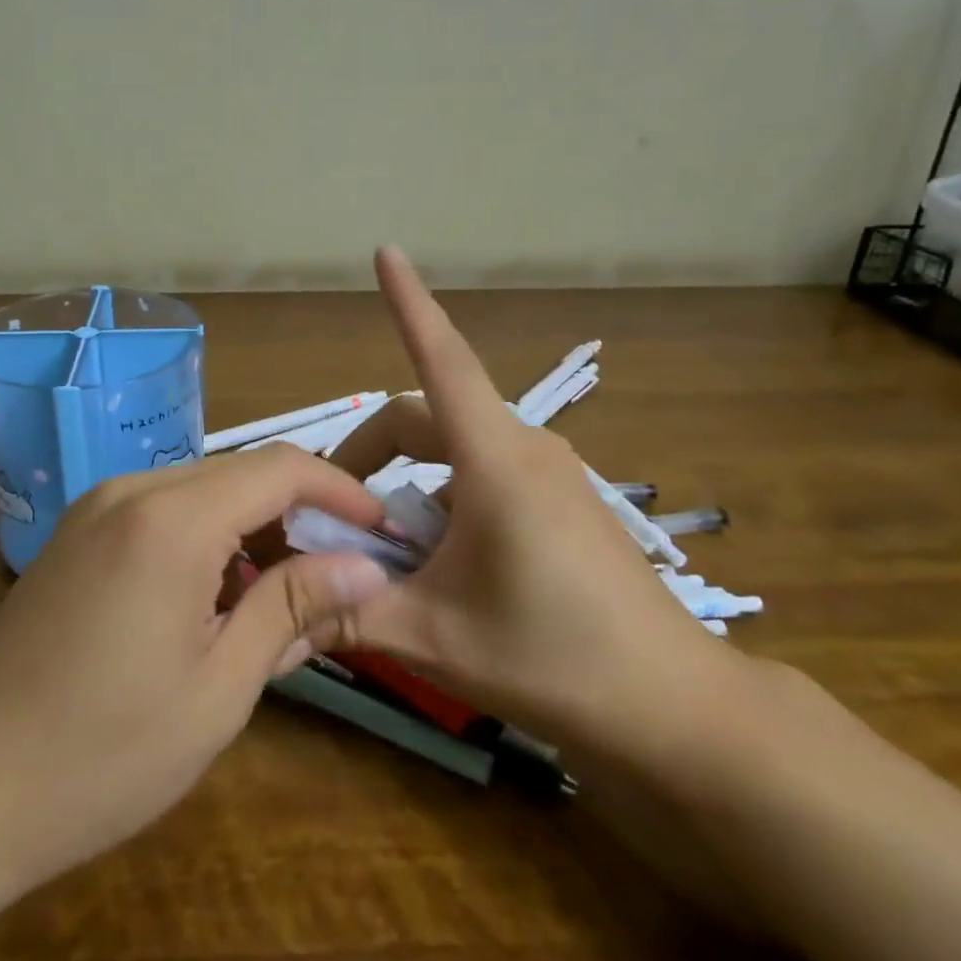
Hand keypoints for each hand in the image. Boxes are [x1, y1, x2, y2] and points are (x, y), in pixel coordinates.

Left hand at [0, 447, 391, 901]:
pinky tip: (217, 598)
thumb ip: (293, 608)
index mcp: (172, 519)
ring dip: (253, 528)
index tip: (381, 530)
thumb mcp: (220, 687)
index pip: (280, 468)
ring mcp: (96, 508)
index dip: (340, 490)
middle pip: (241, 473)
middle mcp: (132, 489)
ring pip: (203, 490)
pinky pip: (164, 511)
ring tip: (284, 596)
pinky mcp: (77, 533)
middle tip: (340, 575)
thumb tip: (368, 568)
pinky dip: (208, 538)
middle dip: (300, 512)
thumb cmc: (102, 754)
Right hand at [330, 248, 741, 764]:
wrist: (676, 708)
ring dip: (408, 487)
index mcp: (495, 460)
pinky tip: (442, 566)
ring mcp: (551, 473)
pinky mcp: (563, 501)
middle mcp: (524, 448)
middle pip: (426, 420)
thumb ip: (350, 612)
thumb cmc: (554, 659)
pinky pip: (484, 476)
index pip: (442, 358)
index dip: (409, 302)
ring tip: (388, 556)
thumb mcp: (434, 638)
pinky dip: (444, 501)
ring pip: (454, 453)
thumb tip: (284, 607)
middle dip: (371, 456)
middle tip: (335, 517)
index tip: (386, 252)